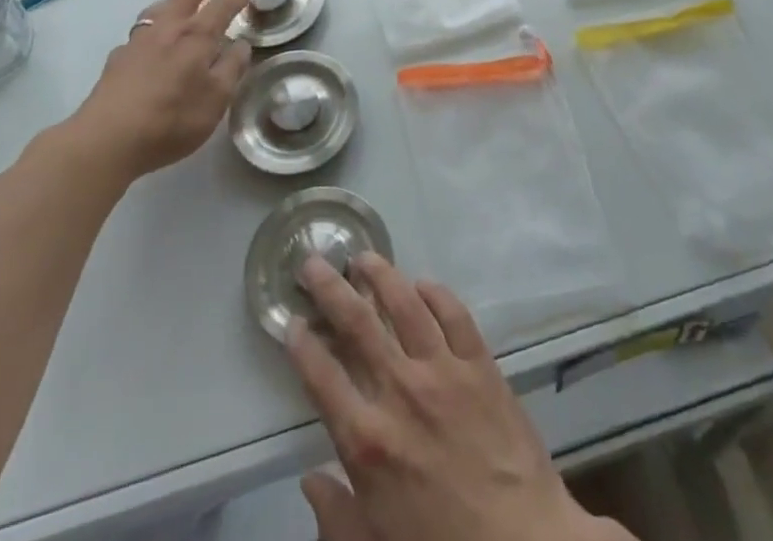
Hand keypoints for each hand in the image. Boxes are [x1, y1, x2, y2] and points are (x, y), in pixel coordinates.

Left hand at [69, 0, 254, 181]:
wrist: (107, 140)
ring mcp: (137, 42)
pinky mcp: (117, 59)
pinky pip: (140, 32)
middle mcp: (166, 30)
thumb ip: (231, 68)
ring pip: (158, 9)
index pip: (220, 7)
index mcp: (195, 37)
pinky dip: (152, 26)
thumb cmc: (171, 119)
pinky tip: (151, 40)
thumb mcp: (215, 100)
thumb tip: (241, 44)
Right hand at [287, 255, 626, 540]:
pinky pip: (454, 314)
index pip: (322, 378)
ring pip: (405, 304)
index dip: (302, 345)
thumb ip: (338, 518)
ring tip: (364, 258)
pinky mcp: (480, 364)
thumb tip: (311, 481)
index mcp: (368, 442)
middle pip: (357, 324)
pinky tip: (423, 284)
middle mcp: (399, 392)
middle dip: (329, 288)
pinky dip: (435, 293)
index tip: (291, 321)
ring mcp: (443, 371)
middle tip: (313, 261)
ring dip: (381, 275)